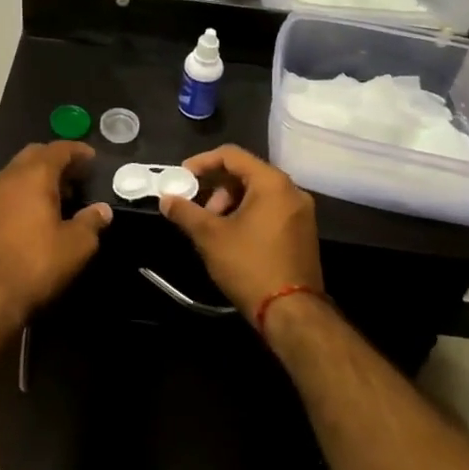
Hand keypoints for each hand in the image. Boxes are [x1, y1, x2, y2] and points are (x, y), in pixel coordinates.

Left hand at [0, 142, 110, 331]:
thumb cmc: (35, 264)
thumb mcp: (75, 246)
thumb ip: (91, 222)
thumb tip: (102, 210)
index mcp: (34, 175)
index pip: (58, 149)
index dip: (77, 151)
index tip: (92, 158)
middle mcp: (9, 177)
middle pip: (34, 155)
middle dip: (56, 160)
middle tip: (77, 176)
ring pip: (17, 173)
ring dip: (37, 177)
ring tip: (59, 196)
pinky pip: (6, 192)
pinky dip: (22, 193)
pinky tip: (33, 215)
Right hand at [159, 145, 321, 321]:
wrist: (293, 314)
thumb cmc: (250, 266)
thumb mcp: (210, 237)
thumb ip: (185, 212)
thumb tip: (165, 199)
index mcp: (272, 182)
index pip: (232, 155)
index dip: (202, 162)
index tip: (182, 177)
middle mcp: (291, 190)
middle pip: (246, 172)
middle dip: (216, 186)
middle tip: (197, 208)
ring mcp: (301, 212)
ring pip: (258, 192)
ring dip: (231, 201)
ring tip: (213, 227)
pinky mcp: (303, 232)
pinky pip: (271, 208)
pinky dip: (248, 213)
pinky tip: (232, 236)